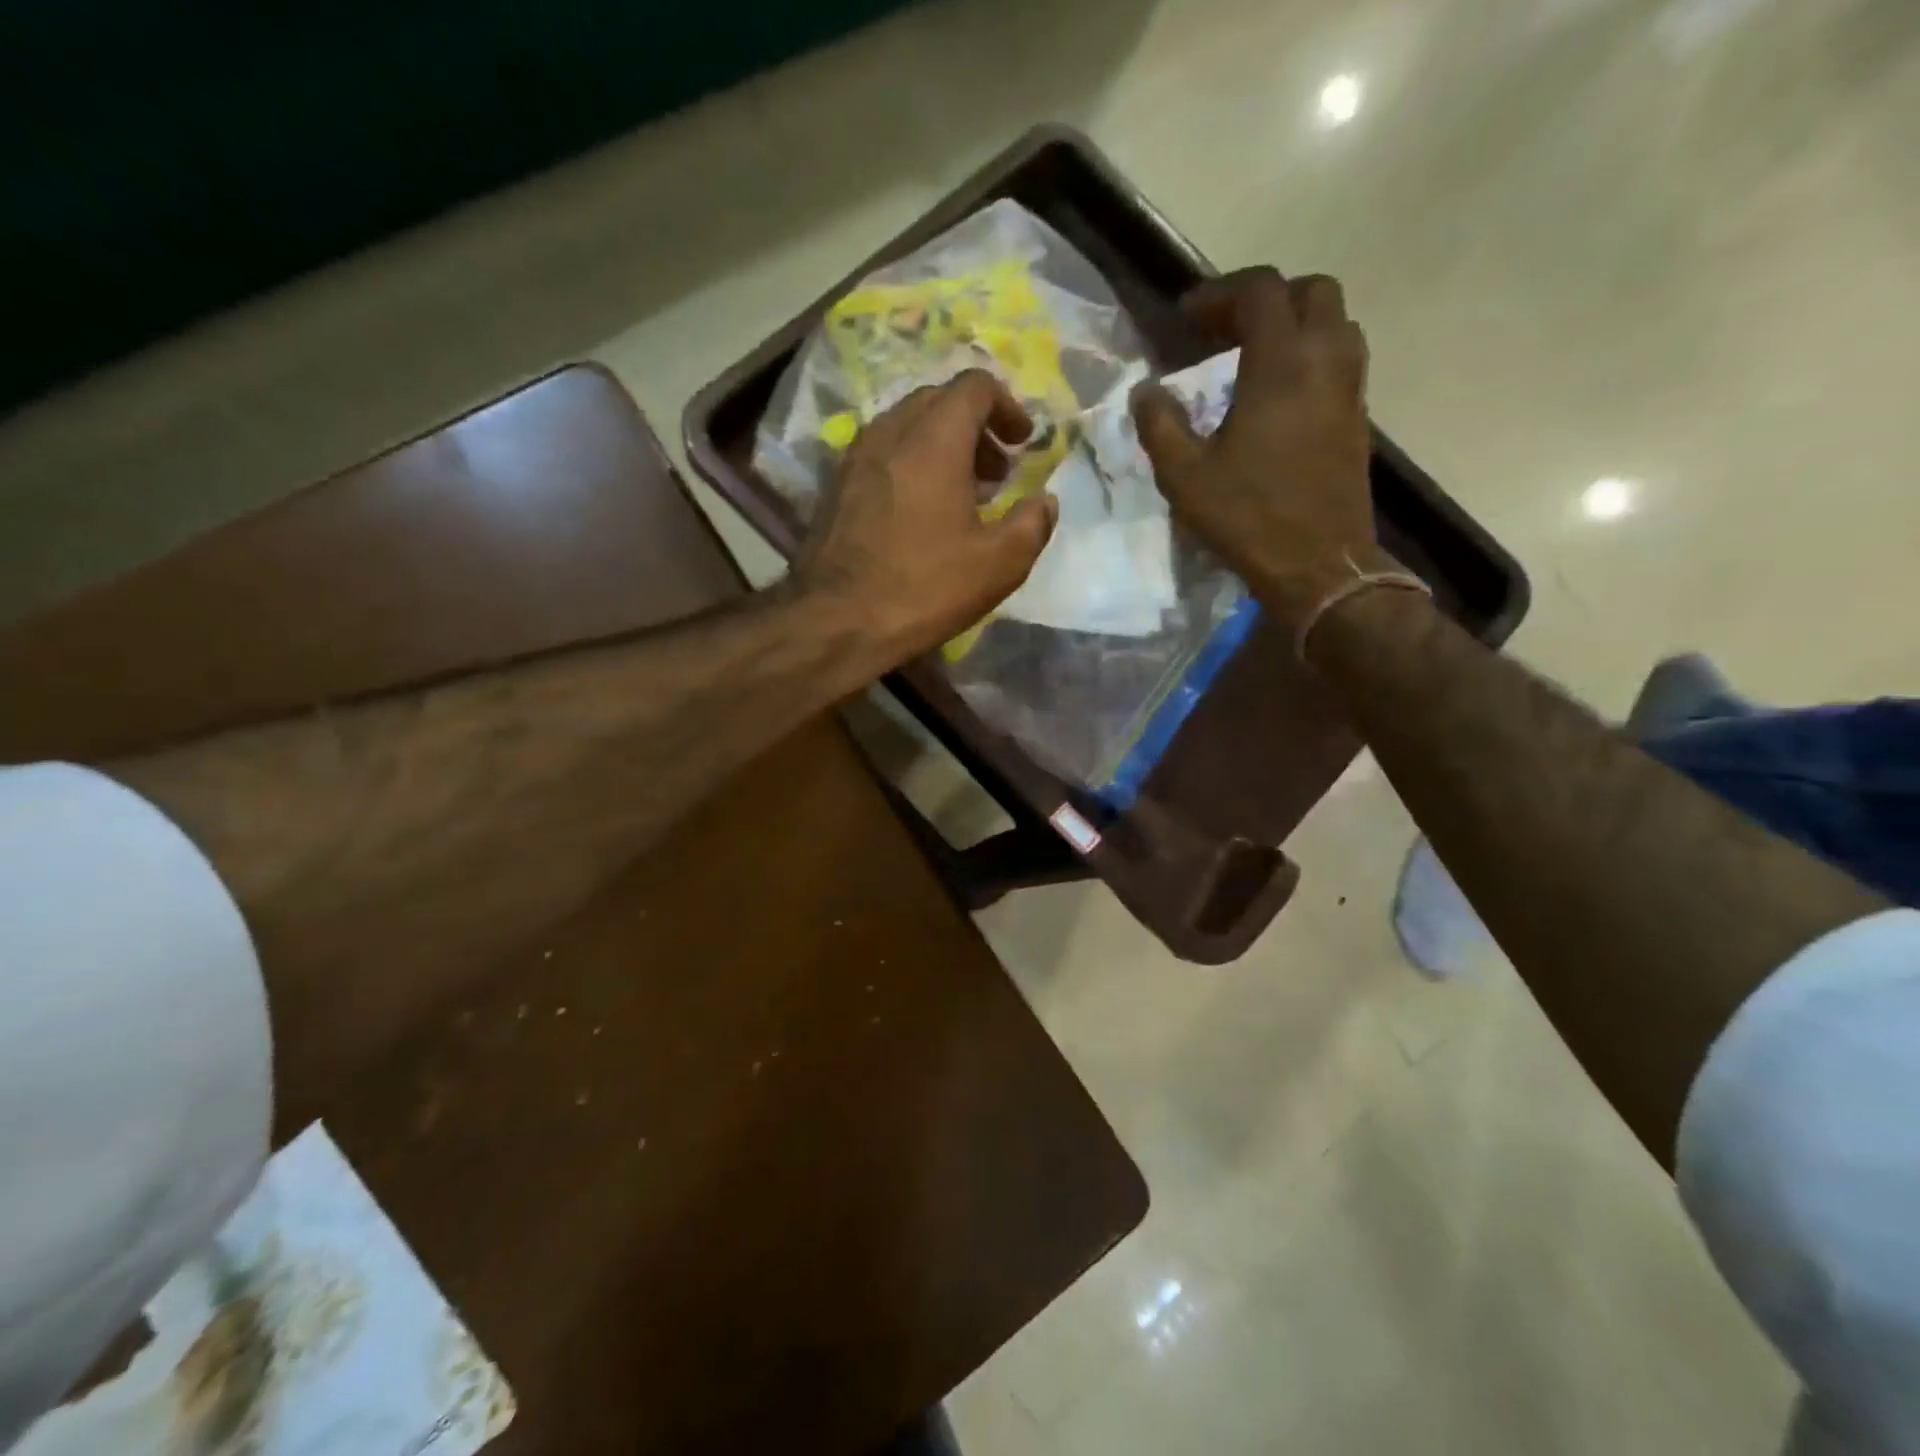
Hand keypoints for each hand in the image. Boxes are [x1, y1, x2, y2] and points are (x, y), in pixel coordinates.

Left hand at [793, 369, 1057, 664]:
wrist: (835, 622)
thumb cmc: (923, 588)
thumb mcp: (998, 565)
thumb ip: (1032, 524)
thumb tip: (1044, 501)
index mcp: (934, 439)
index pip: (974, 386)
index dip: (1007, 406)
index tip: (1022, 444)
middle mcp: (890, 432)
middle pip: (939, 401)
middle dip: (976, 426)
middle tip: (997, 471)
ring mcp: (855, 458)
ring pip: (906, 426)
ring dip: (941, 445)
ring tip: (963, 493)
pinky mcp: (835, 486)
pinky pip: (882, 454)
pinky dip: (910, 464)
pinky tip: (921, 511)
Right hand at [1131, 268, 1397, 624]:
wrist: (1318, 565)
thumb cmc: (1247, 518)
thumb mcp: (1185, 476)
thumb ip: (1160, 425)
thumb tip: (1144, 391)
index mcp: (1281, 366)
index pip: (1260, 291)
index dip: (1219, 293)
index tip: (1186, 318)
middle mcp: (1325, 361)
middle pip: (1312, 291)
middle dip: (1266, 298)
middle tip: (1225, 329)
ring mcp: (1349, 389)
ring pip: (1335, 323)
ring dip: (1295, 324)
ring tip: (1254, 357)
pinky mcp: (1358, 418)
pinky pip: (1341, 361)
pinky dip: (1310, 357)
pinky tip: (1278, 395)